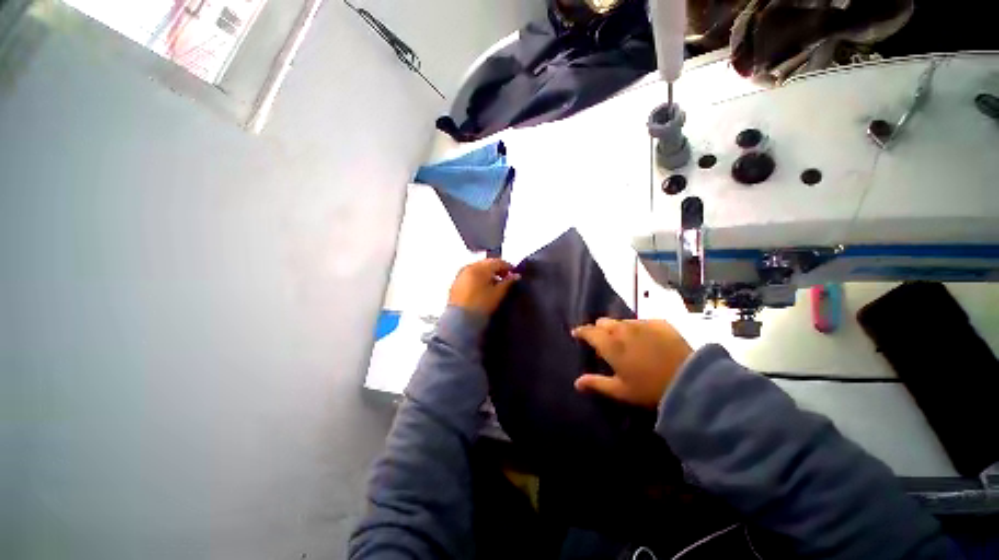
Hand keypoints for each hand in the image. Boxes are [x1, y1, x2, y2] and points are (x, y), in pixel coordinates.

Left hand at [447, 258, 519, 316]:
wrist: (460, 319)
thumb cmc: (481, 305)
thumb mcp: (498, 294)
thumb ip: (508, 282)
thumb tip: (516, 276)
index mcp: (480, 268)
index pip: (498, 262)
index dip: (508, 266)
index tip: (515, 273)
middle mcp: (469, 267)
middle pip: (487, 263)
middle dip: (497, 268)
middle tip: (506, 277)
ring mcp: (461, 274)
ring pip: (478, 268)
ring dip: (488, 272)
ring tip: (495, 283)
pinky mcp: (456, 282)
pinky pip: (470, 274)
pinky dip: (479, 277)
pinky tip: (483, 286)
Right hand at [572, 318, 692, 407]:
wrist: (690, 381)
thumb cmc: (649, 388)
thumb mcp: (621, 390)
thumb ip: (596, 384)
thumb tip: (576, 382)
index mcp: (609, 344)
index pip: (589, 331)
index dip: (581, 331)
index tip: (576, 333)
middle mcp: (622, 329)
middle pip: (603, 322)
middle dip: (599, 329)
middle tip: (602, 340)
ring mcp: (641, 324)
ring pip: (622, 321)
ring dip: (618, 328)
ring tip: (624, 340)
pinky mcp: (659, 323)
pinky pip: (641, 321)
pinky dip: (638, 328)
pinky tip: (645, 338)